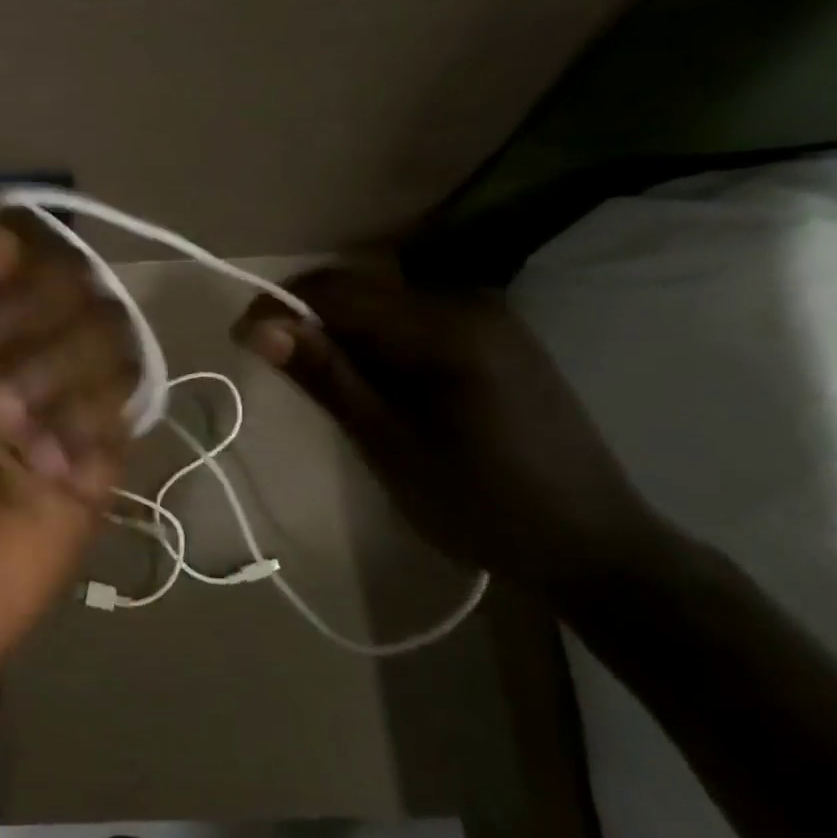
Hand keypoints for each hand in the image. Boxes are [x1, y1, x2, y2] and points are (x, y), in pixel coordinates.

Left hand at [0, 183, 136, 693]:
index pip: (10, 249)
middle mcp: (20, 351)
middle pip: (71, 280)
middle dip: (20, 315)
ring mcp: (63, 403)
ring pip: (107, 333)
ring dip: (51, 370)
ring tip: (2, 428)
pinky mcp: (98, 460)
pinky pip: (122, 407)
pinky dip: (82, 425)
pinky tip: (45, 471)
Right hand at [232, 264, 655, 592]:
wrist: (595, 547)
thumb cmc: (483, 504)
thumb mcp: (390, 444)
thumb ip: (326, 376)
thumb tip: (257, 327)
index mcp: (446, 326)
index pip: (339, 289)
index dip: (280, 306)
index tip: (241, 339)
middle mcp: (468, 301)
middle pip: (362, 290)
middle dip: (309, 319)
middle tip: (275, 365)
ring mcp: (489, 317)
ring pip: (386, 304)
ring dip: (342, 332)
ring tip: (322, 381)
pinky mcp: (497, 337)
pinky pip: (415, 321)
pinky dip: (378, 342)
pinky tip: (375, 384)